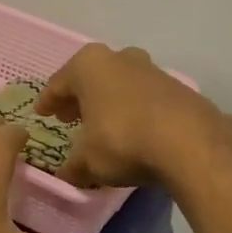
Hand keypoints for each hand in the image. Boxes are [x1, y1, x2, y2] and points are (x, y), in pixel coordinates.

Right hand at [36, 43, 224, 189]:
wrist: (189, 143)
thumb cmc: (122, 141)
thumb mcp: (87, 161)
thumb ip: (73, 165)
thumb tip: (68, 173)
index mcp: (89, 65)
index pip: (58, 83)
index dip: (48, 101)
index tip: (42, 113)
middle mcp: (119, 58)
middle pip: (91, 78)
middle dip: (79, 98)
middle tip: (68, 117)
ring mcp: (151, 70)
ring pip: (119, 85)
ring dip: (108, 103)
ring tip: (101, 126)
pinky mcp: (177, 88)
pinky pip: (143, 98)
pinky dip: (133, 111)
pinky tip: (131, 132)